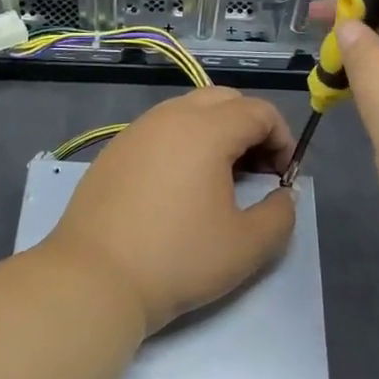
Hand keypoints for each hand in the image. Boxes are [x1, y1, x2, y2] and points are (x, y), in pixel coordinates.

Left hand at [44, 87, 296, 335]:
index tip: (282, 176)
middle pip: (224, 100)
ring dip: (216, 132)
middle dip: (250, 127)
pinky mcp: (115, 149)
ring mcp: (138, 130)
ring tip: (219, 179)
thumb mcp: (247, 246)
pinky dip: (183, 143)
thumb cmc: (177, 259)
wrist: (95, 278)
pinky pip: (161, 129)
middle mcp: (171, 116)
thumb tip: (283, 195)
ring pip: (189, 111)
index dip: (282, 139)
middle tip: (256, 171)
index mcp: (206, 129)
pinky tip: (179, 187)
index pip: (258, 111)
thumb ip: (280, 215)